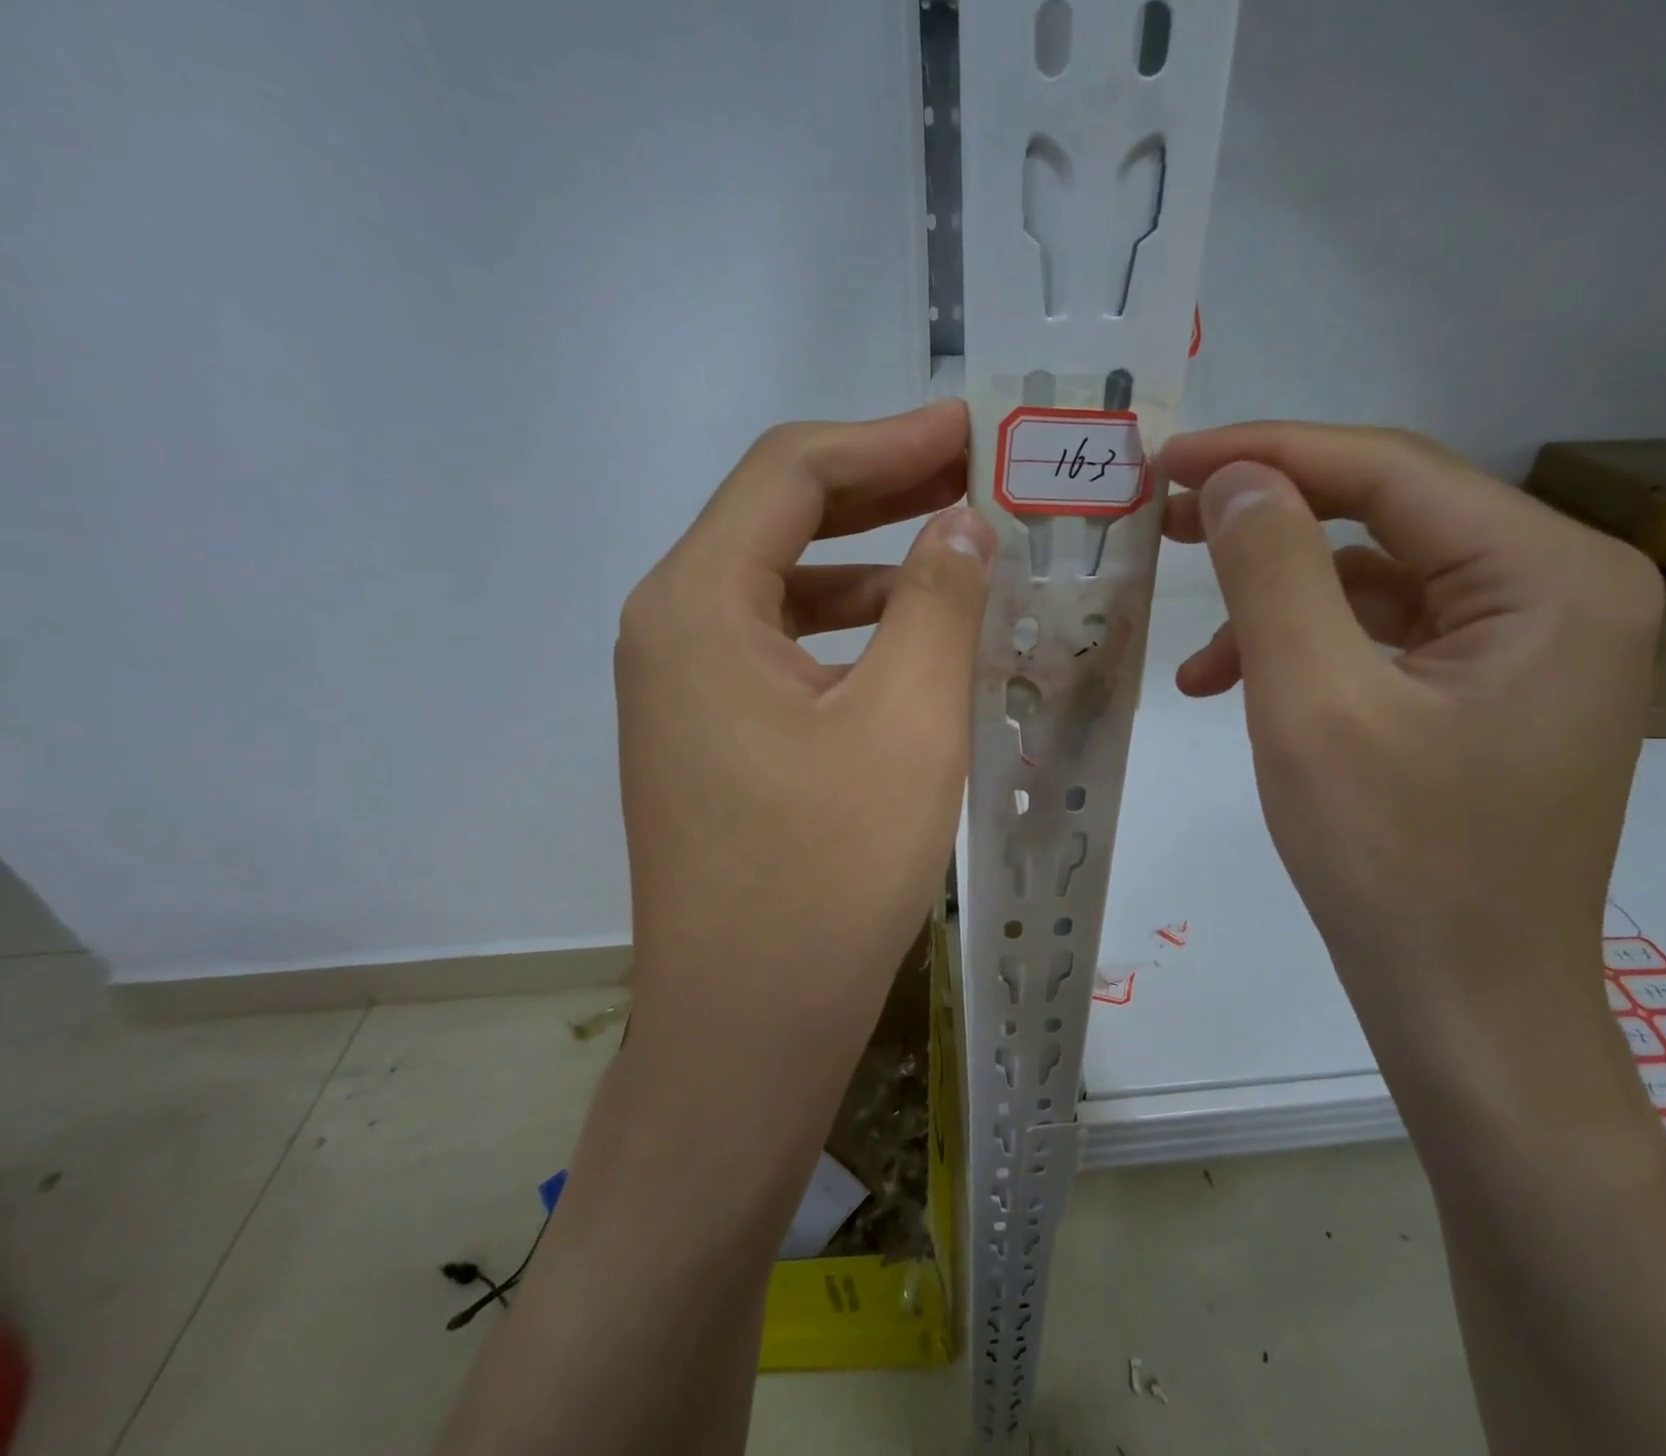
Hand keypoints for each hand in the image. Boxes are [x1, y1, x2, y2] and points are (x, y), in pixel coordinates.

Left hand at [615, 400, 994, 1040]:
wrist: (748, 1026)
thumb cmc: (827, 875)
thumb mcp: (907, 724)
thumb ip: (938, 602)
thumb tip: (961, 525)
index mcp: (696, 605)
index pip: (791, 472)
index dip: (888, 438)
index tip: (970, 430)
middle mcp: (669, 629)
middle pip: (778, 518)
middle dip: (880, 488)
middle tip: (972, 473)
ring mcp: (682, 687)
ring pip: (782, 585)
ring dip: (867, 559)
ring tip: (955, 548)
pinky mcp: (707, 735)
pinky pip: (780, 646)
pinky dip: (846, 626)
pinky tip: (907, 638)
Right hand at [1160, 424, 1663, 1065]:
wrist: (1462, 1004)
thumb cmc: (1392, 861)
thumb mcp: (1312, 704)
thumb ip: (1272, 572)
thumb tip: (1235, 477)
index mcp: (1549, 576)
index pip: (1391, 471)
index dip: (1267, 454)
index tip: (1166, 460)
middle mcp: (1559, 591)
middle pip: (1386, 517)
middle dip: (1267, 519)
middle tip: (1163, 520)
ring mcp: (1526, 646)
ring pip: (1373, 581)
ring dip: (1274, 602)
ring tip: (1194, 654)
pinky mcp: (1485, 692)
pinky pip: (1379, 638)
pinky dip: (1302, 650)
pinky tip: (1232, 687)